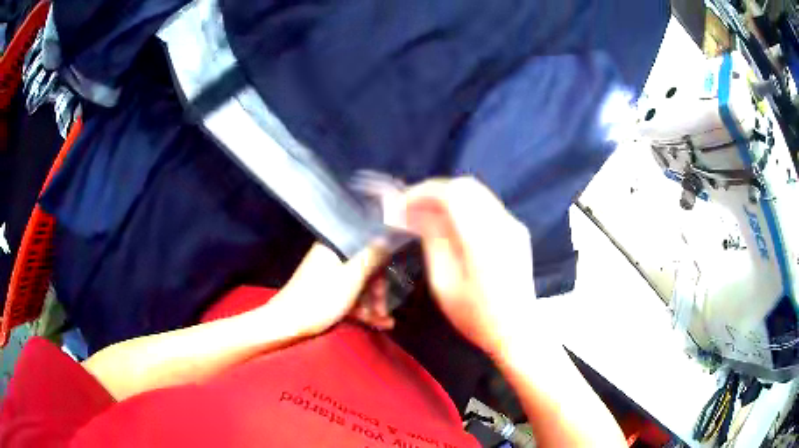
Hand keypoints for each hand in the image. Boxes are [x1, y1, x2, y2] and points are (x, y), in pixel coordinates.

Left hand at [265, 243, 393, 337]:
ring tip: (385, 323)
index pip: (367, 246)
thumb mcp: (351, 277)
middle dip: (378, 291)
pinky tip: (377, 323)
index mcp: (336, 247)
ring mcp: (328, 276)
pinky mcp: (326, 292)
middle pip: (364, 269)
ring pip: (358, 285)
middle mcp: (332, 257)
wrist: (287, 323)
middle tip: (386, 309)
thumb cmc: (321, 298)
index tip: (396, 279)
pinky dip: (362, 309)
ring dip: (372, 304)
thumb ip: (371, 256)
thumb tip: (387, 235)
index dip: (384, 263)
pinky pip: (349, 296)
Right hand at [401, 177, 535, 355]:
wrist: (517, 331)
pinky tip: (451, 224)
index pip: (451, 193)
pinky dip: (464, 207)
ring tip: (426, 215)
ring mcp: (513, 225)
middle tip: (411, 209)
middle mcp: (502, 223)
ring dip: (449, 198)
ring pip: (477, 193)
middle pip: (465, 187)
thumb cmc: (477, 316)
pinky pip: (487, 206)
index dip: (422, 192)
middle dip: (434, 192)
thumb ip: (432, 240)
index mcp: (482, 239)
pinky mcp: (517, 230)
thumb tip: (415, 213)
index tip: (400, 205)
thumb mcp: (445, 283)